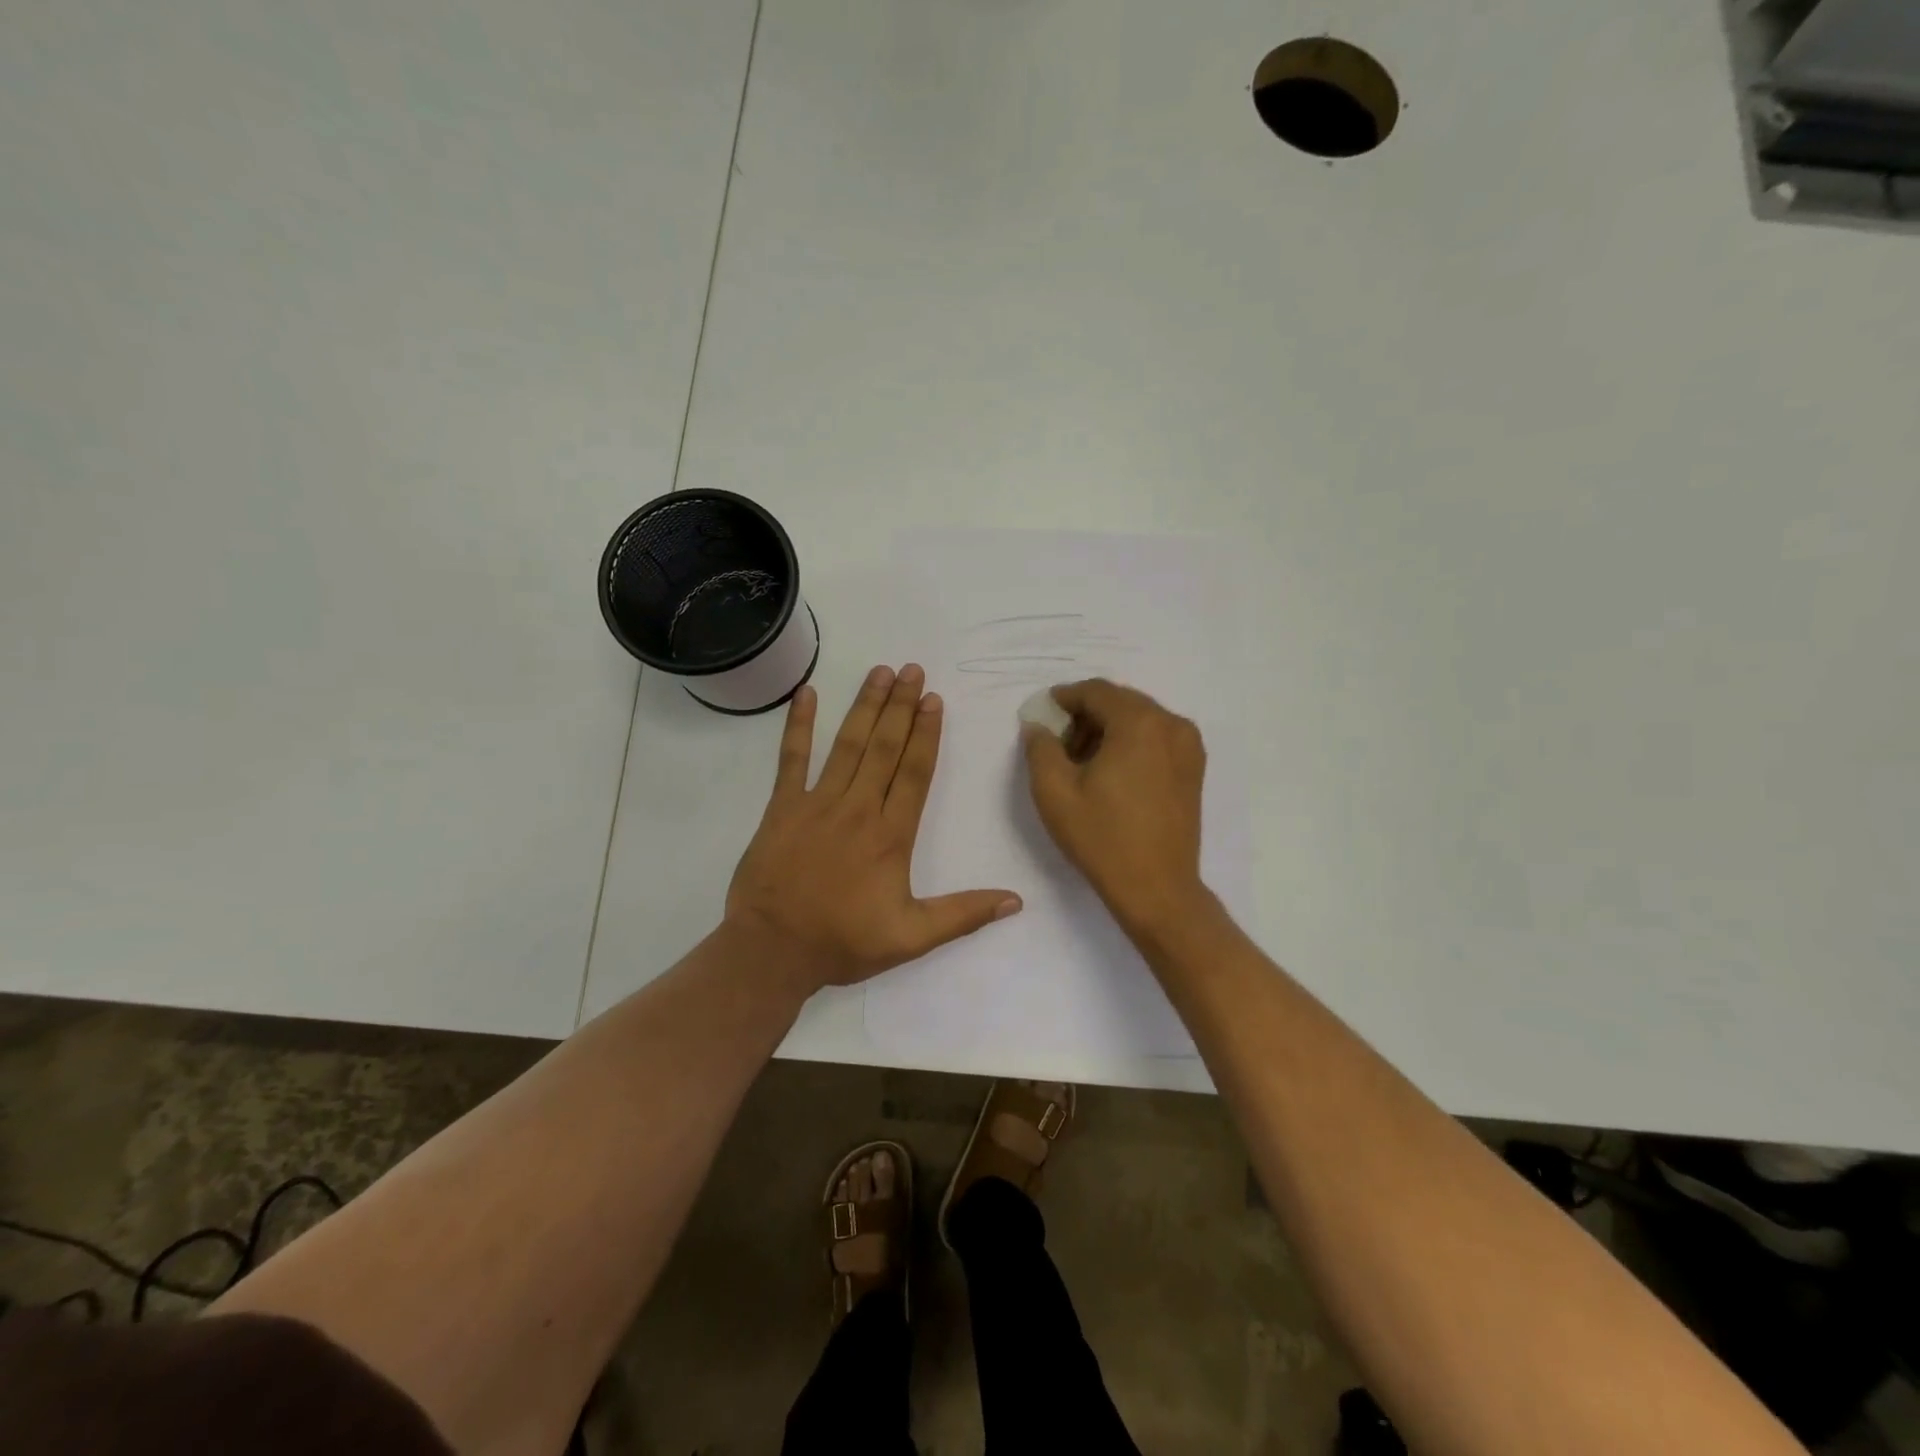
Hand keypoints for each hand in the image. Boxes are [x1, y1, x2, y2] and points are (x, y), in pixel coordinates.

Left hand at [727, 663, 1022, 992]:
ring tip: (881, 672)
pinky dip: (798, 725)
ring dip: (865, 706)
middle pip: (885, 747)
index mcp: (891, 835)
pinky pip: (791, 759)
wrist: (772, 952)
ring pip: (848, 745)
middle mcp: (858, 809)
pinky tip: (807, 694)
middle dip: (901, 707)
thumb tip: (1016, 900)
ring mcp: (817, 803)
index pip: (915, 773)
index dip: (927, 734)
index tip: (934, 700)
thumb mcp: (911, 938)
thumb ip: (963, 914)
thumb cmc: (843, 942)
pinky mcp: (782, 807)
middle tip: (913, 670)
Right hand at [1022, 679, 1208, 934]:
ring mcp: (1188, 746)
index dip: (1065, 698)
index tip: (1043, 713)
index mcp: (1139, 722)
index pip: (1096, 691)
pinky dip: (1130, 743)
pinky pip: (1156, 738)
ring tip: (1082, 762)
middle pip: (1120, 702)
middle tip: (1057, 742)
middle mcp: (1171, 724)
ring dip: (1108, 729)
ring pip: (1139, 719)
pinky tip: (1111, 772)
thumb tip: (1039, 726)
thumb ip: (1040, 747)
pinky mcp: (1194, 768)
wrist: (1157, 889)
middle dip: (1086, 715)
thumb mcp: (1054, 792)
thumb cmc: (1102, 838)